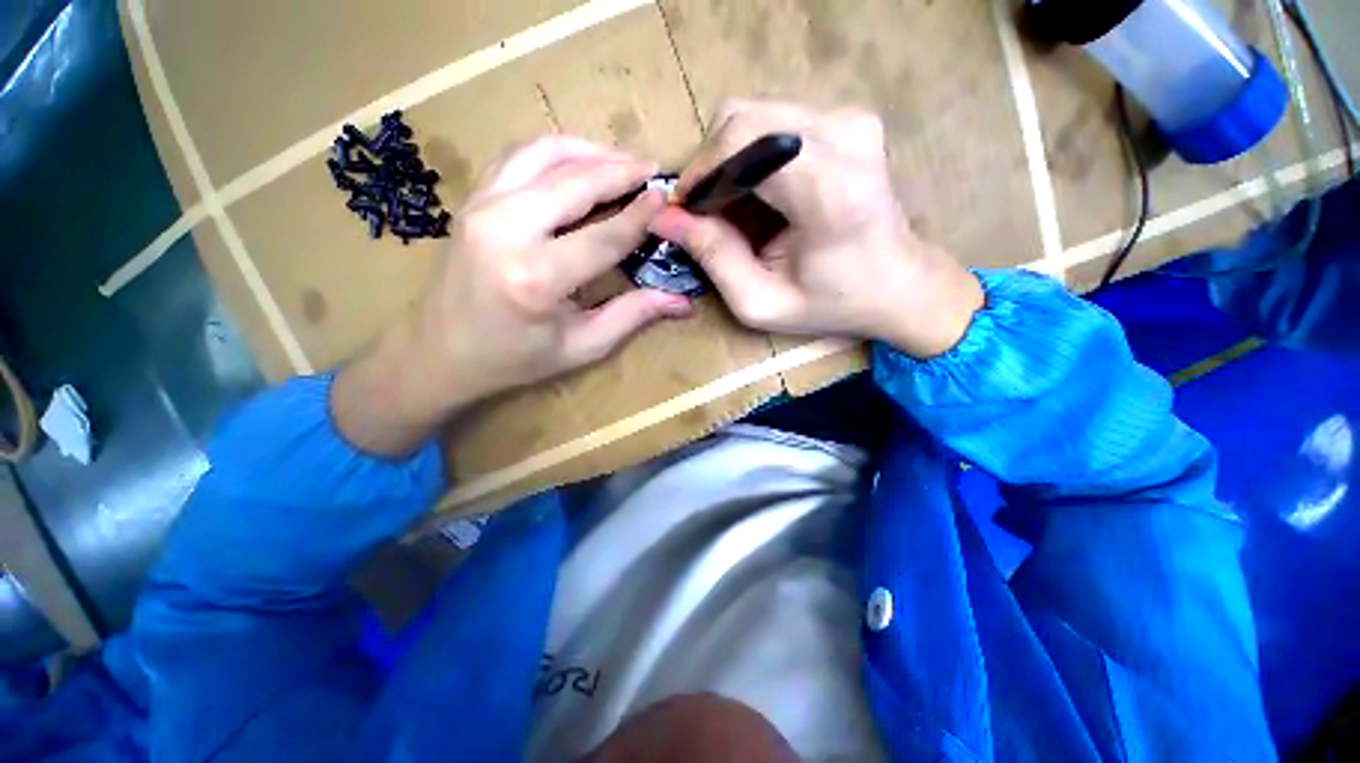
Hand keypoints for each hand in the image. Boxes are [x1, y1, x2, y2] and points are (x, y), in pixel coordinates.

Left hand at [333, 136, 692, 455]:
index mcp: (536, 278)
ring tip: (623, 161)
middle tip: (653, 170)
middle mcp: (506, 230)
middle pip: (576, 182)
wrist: (440, 351)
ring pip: (545, 154)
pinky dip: (555, 152)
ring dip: (590, 152)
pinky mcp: (473, 199)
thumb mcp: (581, 347)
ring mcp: (482, 206)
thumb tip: (682, 303)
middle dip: (621, 170)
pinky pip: (519, 156)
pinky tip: (579, 163)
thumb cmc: (515, 359)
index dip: (641, 216)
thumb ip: (632, 316)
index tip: (668, 198)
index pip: (603, 236)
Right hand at [649, 99, 982, 357]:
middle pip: (742, 120)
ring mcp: (849, 119)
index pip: (742, 145)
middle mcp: (845, 135)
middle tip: (704, 214)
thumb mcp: (761, 302)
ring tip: (730, 210)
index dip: (700, 175)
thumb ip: (713, 258)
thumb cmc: (832, 303)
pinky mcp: (846, 117)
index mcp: (831, 191)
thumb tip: (666, 217)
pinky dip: (749, 157)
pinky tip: (755, 196)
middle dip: (709, 167)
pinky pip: (772, 121)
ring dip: (727, 163)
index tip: (684, 212)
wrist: (897, 284)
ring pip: (753, 116)